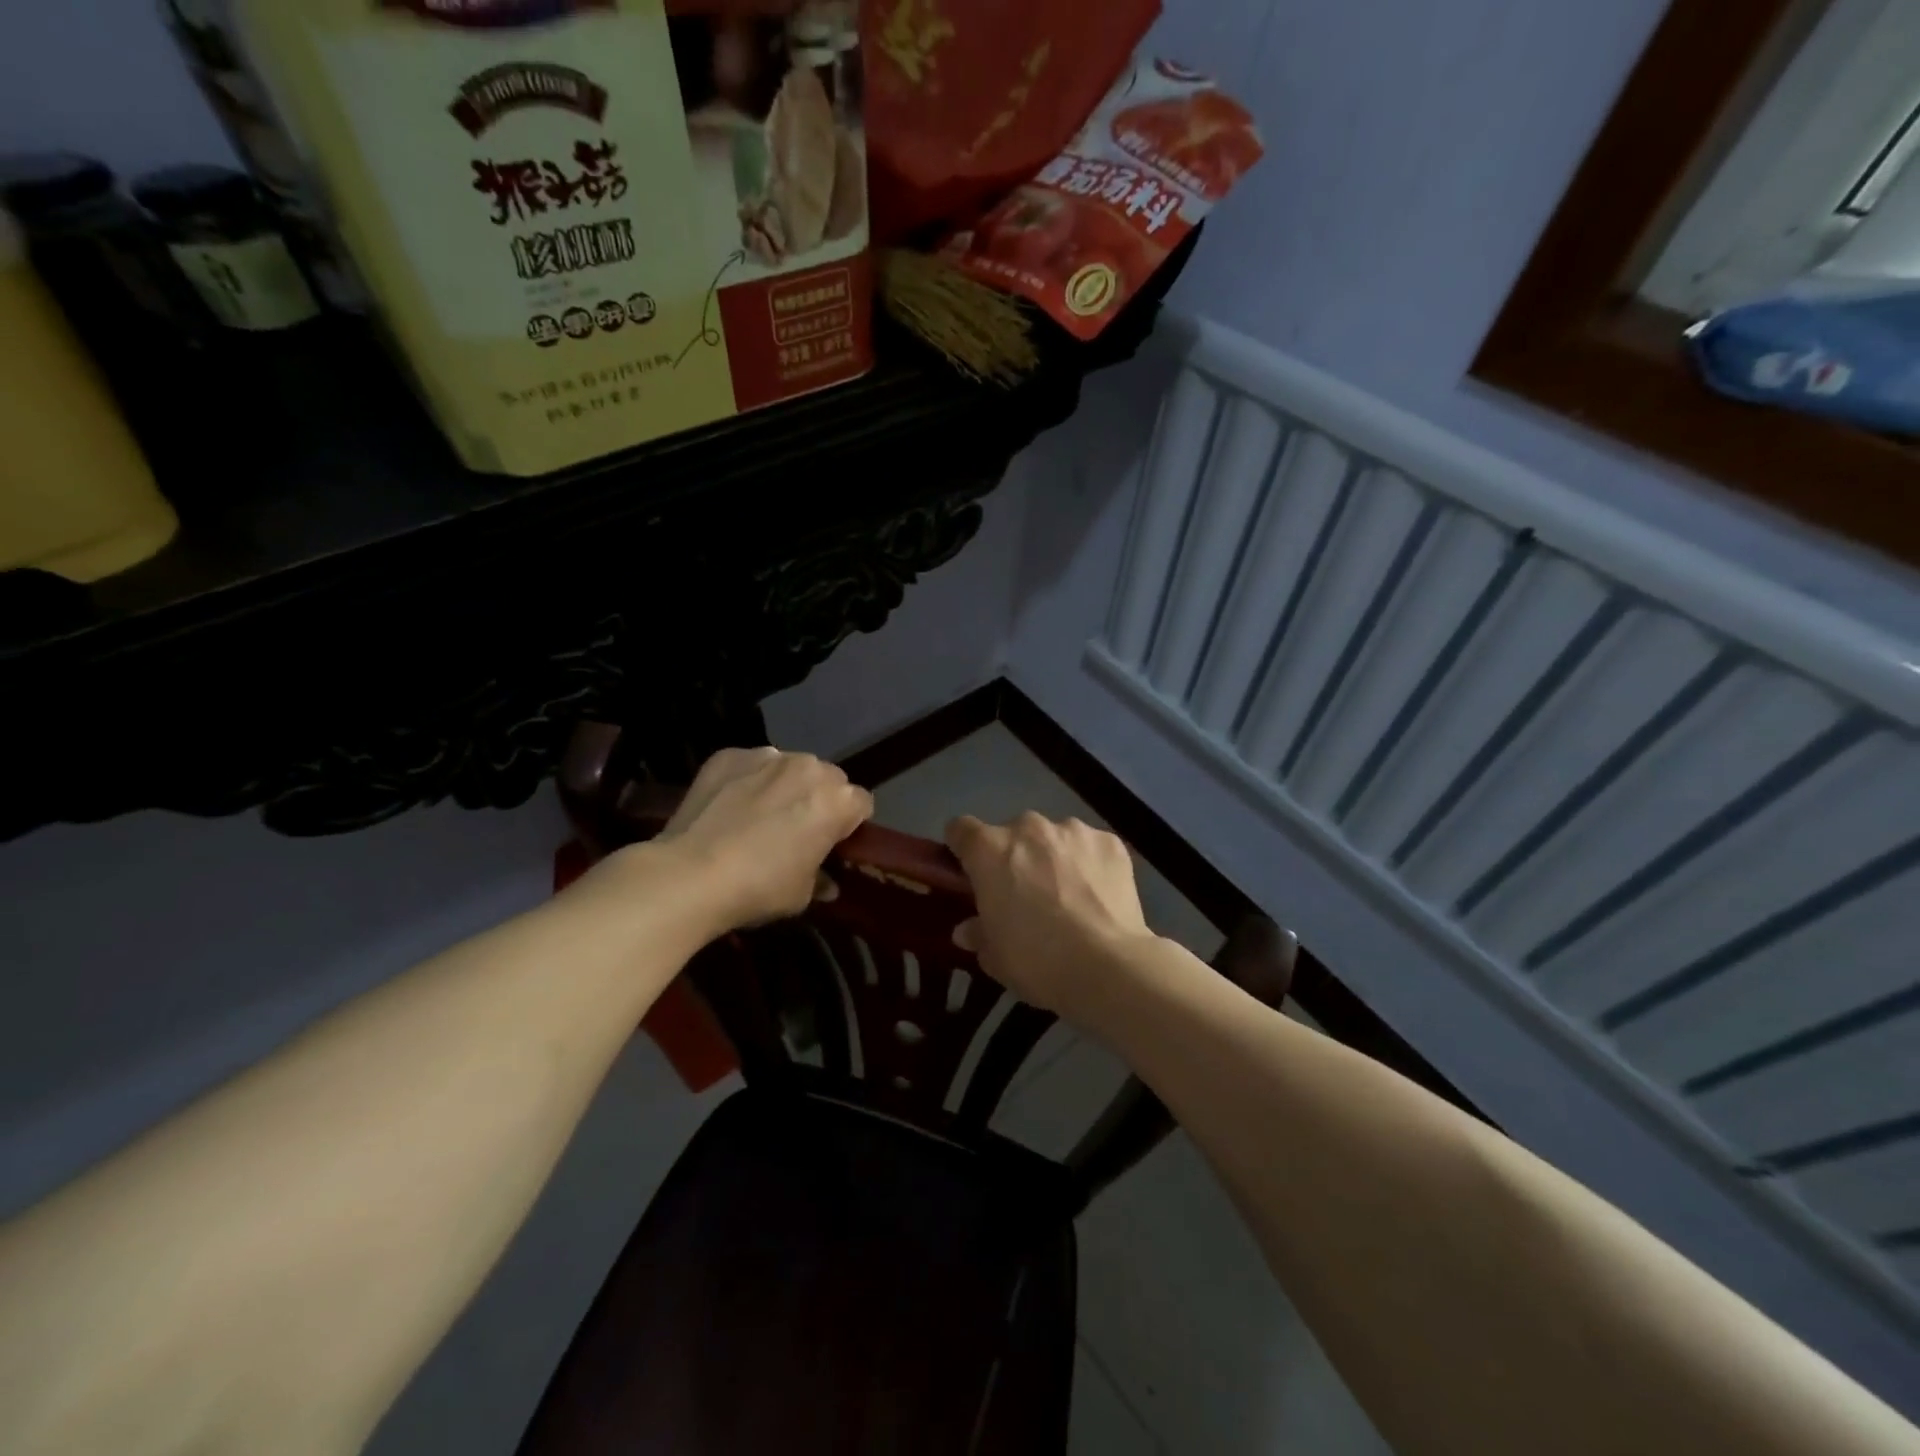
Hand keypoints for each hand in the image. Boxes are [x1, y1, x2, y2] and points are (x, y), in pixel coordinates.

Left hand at [650, 747, 872, 933]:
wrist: (690, 874)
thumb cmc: (759, 887)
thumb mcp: (801, 895)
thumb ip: (821, 880)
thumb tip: (827, 884)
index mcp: (837, 800)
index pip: (861, 804)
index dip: (849, 825)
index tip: (832, 844)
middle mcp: (808, 768)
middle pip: (828, 779)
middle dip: (819, 799)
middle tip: (797, 830)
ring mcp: (767, 757)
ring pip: (789, 768)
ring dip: (784, 786)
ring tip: (759, 816)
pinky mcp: (729, 755)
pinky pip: (749, 765)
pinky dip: (746, 780)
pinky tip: (729, 807)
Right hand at [945, 813, 1156, 1021]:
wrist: (1107, 966)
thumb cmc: (1037, 961)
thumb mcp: (995, 957)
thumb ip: (978, 933)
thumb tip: (968, 929)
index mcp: (990, 849)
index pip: (961, 829)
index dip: (963, 848)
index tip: (970, 871)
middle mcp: (1028, 827)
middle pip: (1012, 832)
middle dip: (1015, 856)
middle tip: (1024, 894)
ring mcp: (1073, 830)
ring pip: (1054, 837)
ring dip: (1054, 857)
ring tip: (1069, 895)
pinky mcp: (1109, 841)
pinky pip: (1090, 847)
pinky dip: (1090, 864)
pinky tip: (1098, 896)